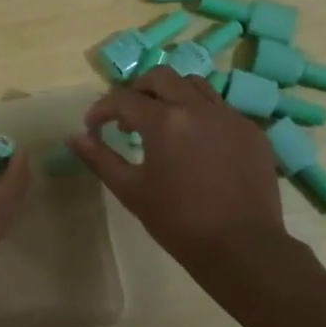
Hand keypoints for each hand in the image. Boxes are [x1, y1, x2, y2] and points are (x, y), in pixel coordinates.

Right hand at [69, 68, 291, 277]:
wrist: (242, 249)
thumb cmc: (179, 223)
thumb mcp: (131, 191)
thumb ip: (100, 159)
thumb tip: (74, 137)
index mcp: (164, 122)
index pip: (123, 99)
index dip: (102, 109)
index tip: (93, 127)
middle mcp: (197, 108)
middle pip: (161, 77)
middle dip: (137, 90)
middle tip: (127, 116)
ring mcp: (229, 116)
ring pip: (194, 84)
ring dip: (171, 94)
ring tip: (163, 121)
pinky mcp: (251, 131)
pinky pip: (221, 107)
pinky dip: (200, 113)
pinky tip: (196, 141)